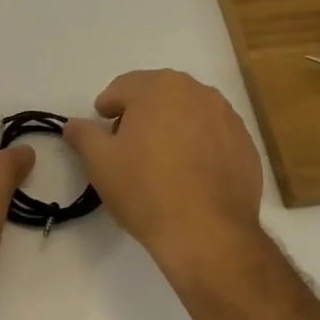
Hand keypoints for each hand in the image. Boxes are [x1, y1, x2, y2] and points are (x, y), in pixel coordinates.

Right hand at [63, 70, 262, 272]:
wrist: (208, 232)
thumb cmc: (145, 189)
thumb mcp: (100, 162)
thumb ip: (83, 135)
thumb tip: (72, 124)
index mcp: (160, 87)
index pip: (124, 87)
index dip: (107, 106)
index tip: (101, 128)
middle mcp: (198, 92)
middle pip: (159, 95)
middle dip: (140, 114)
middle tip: (127, 144)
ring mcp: (228, 118)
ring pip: (189, 114)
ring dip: (172, 128)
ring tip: (160, 161)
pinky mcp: (247, 146)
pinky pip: (213, 137)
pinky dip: (199, 147)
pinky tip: (189, 176)